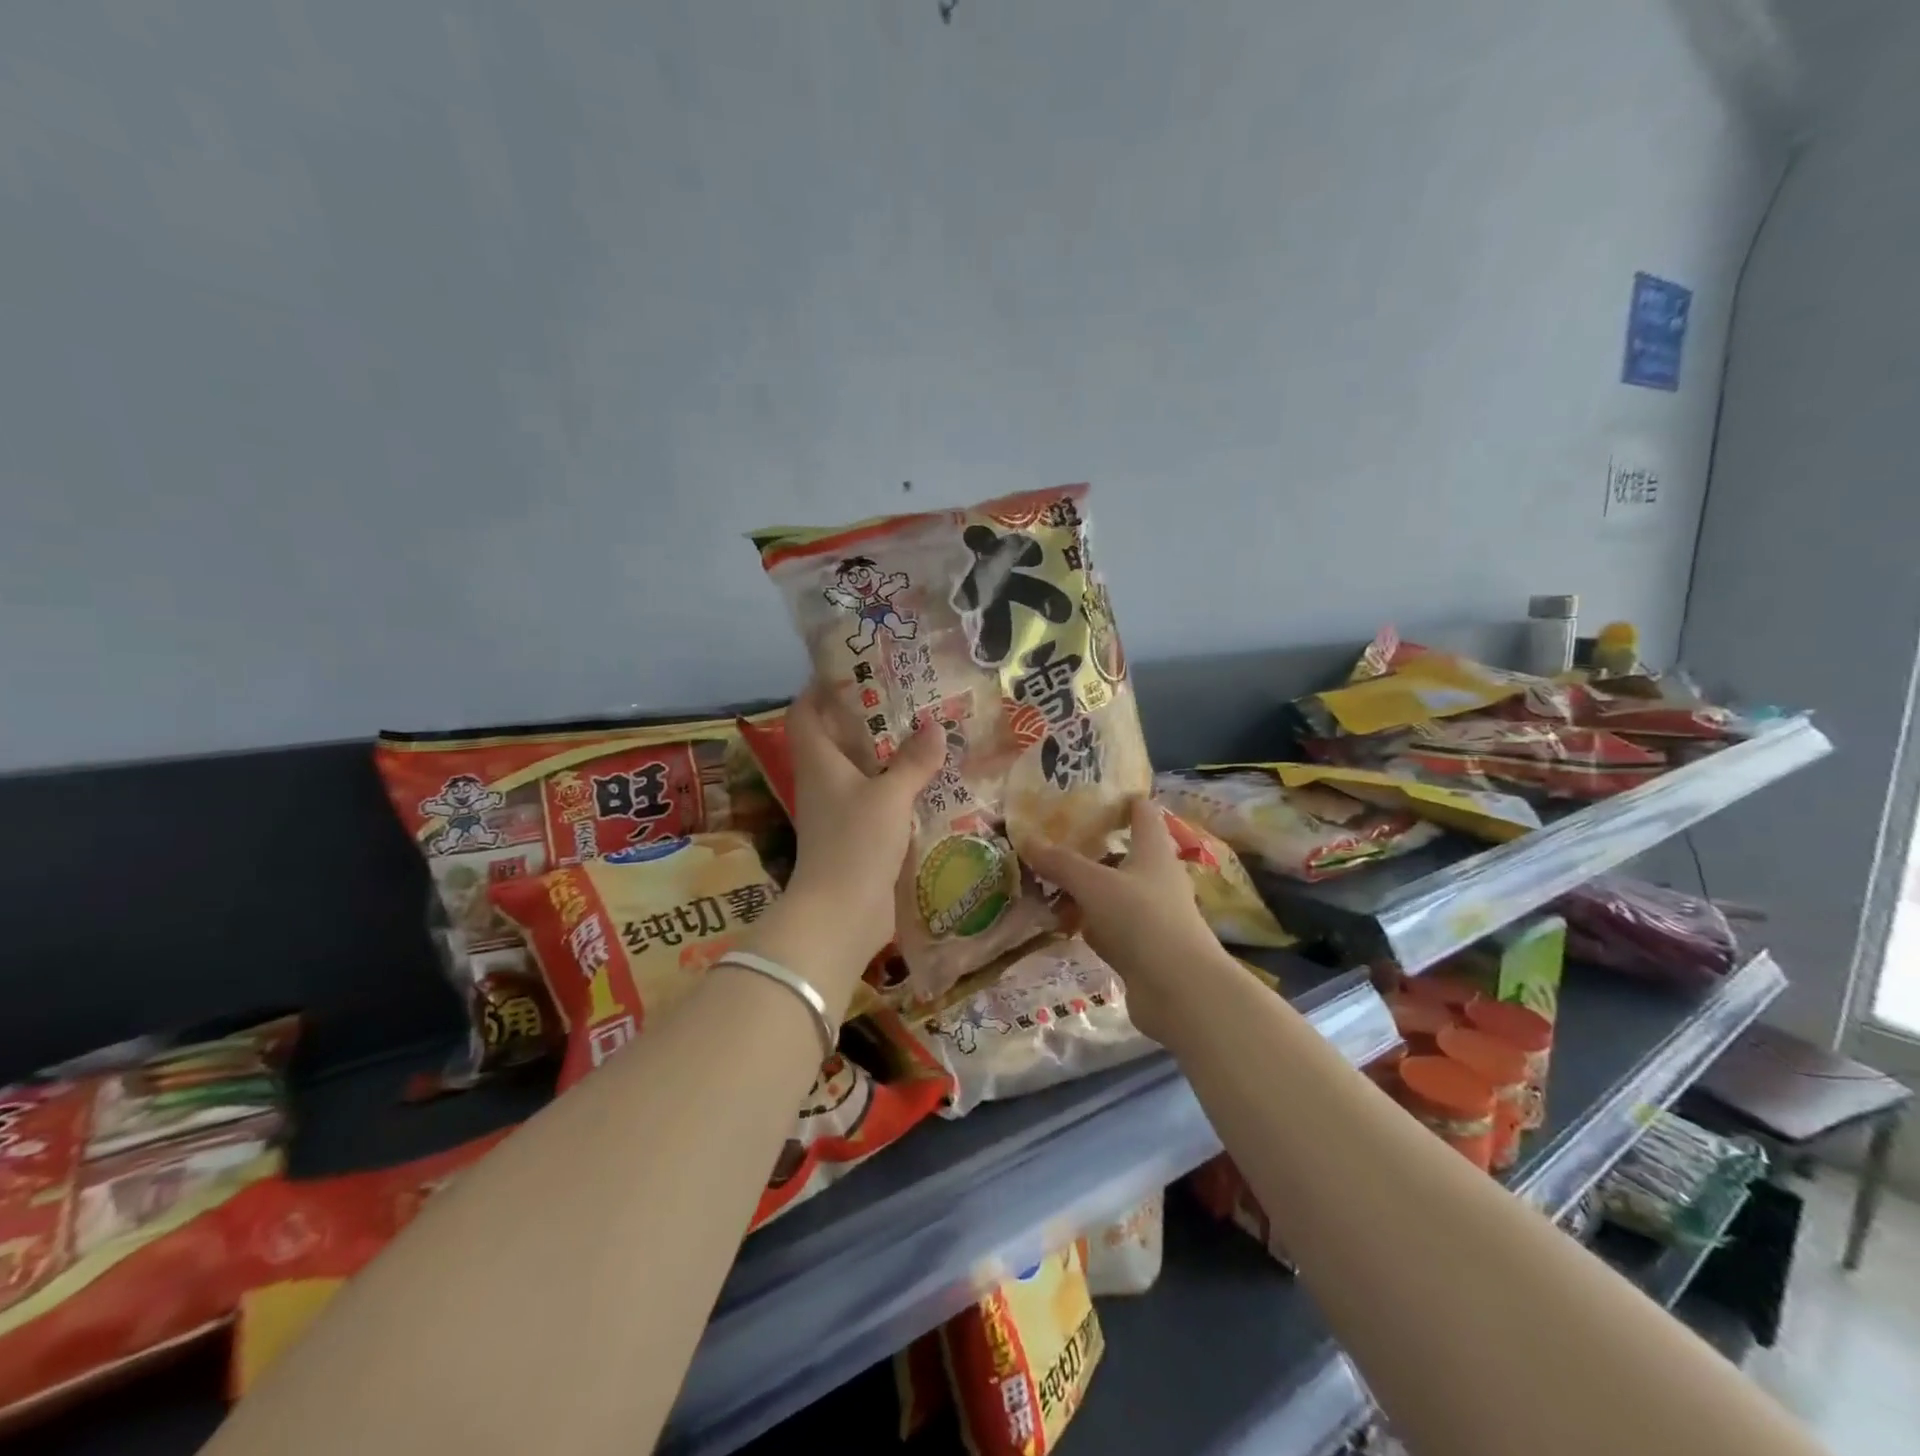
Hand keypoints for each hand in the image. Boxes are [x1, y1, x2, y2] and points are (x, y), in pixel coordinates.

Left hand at [776, 684, 944, 975]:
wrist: (840, 914)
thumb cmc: (855, 844)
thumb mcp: (889, 796)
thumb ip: (912, 761)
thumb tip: (934, 726)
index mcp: (818, 762)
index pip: (805, 713)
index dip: (820, 688)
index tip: (852, 669)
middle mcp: (824, 781)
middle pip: (837, 738)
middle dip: (866, 717)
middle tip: (907, 697)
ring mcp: (839, 811)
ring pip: (861, 770)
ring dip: (887, 754)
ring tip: (926, 732)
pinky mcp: (858, 836)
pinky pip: (877, 800)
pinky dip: (898, 787)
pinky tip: (930, 782)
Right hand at [1025, 798, 1226, 1043]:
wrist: (1179, 990)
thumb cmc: (1142, 919)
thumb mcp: (1094, 884)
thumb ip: (1061, 863)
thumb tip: (1026, 839)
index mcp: (1154, 850)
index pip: (1143, 812)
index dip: (1122, 799)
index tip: (1091, 791)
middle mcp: (1158, 877)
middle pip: (1126, 851)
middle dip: (1094, 845)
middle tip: (1055, 836)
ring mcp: (1153, 914)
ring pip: (1115, 890)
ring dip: (1088, 886)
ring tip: (1049, 878)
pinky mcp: (1145, 946)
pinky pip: (1111, 924)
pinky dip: (1090, 921)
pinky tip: (1063, 922)